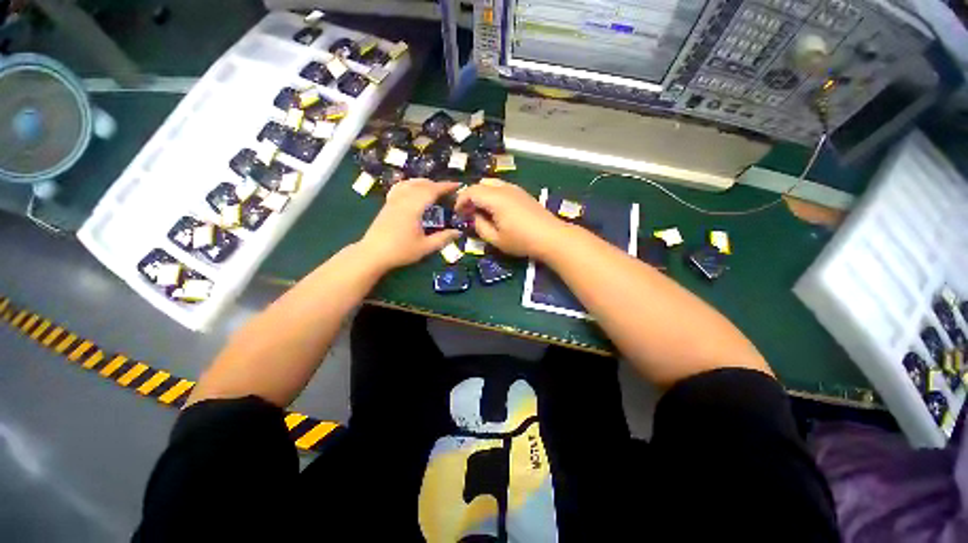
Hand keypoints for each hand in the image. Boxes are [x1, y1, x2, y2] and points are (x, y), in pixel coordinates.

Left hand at [358, 179, 460, 271]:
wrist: (372, 254)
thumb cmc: (400, 251)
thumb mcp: (425, 247)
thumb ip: (443, 238)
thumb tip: (458, 232)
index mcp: (413, 207)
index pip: (432, 191)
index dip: (446, 186)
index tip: (458, 185)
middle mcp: (403, 199)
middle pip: (421, 184)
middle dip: (437, 184)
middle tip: (449, 191)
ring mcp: (393, 200)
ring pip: (410, 183)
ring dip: (424, 183)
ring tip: (434, 188)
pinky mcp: (387, 204)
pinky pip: (400, 187)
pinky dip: (411, 184)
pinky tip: (413, 190)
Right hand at [455, 178, 567, 257]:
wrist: (551, 237)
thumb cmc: (522, 240)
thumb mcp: (496, 239)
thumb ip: (480, 226)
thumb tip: (474, 217)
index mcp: (495, 198)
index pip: (471, 191)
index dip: (460, 201)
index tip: (458, 213)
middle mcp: (504, 188)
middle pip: (480, 184)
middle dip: (470, 196)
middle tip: (468, 212)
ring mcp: (515, 189)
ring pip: (492, 183)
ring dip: (482, 194)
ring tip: (481, 211)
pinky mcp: (523, 193)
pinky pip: (502, 187)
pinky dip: (493, 194)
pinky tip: (496, 209)